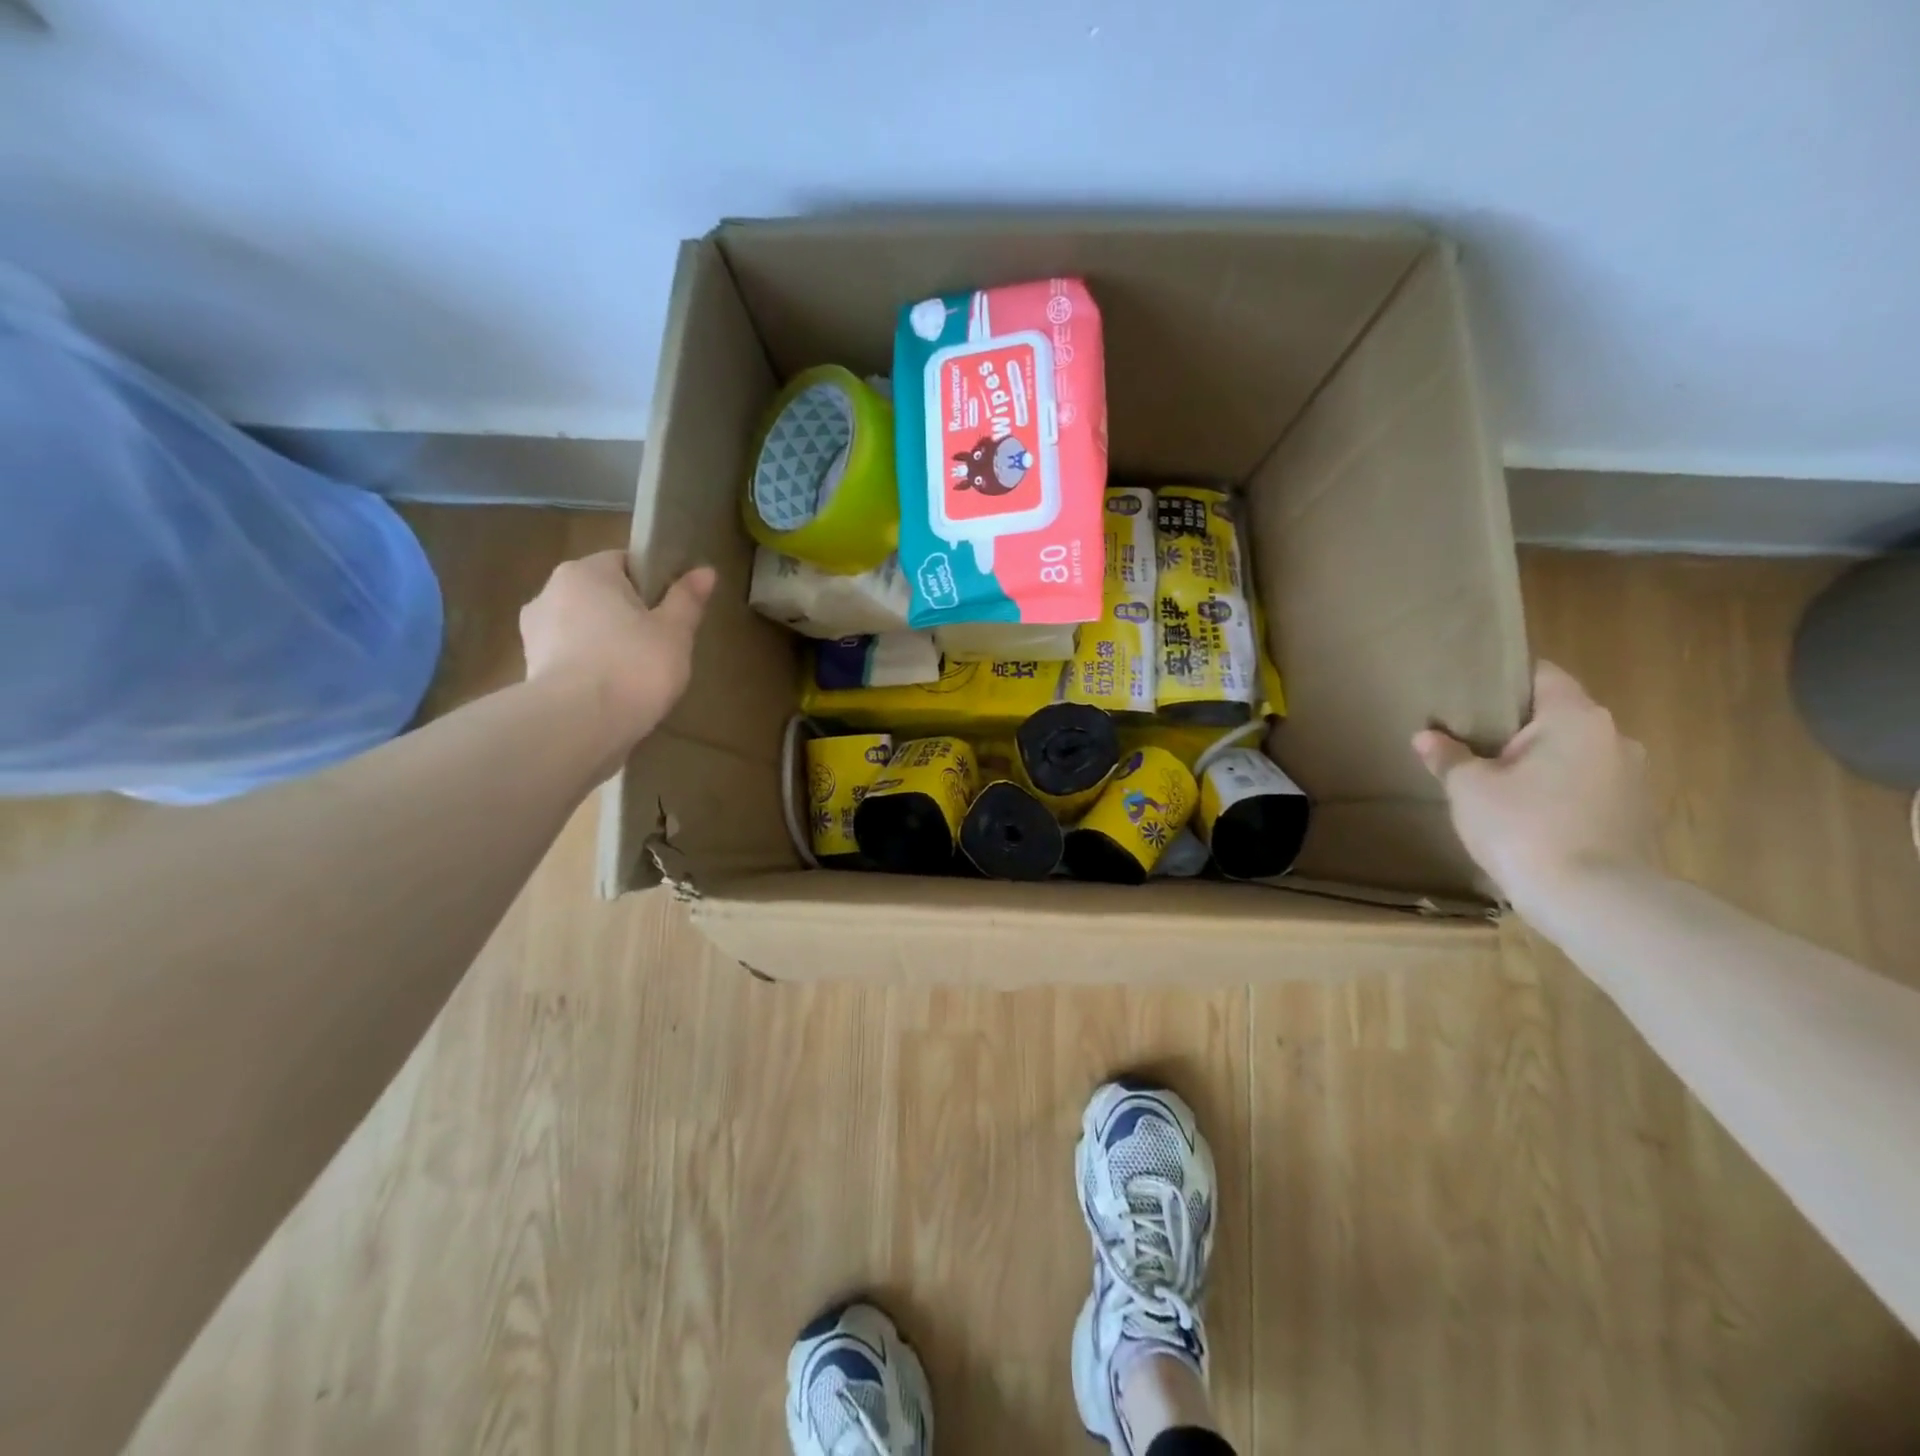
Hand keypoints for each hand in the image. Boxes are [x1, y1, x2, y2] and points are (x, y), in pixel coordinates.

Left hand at [520, 551, 715, 749]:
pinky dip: (590, 669)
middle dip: (627, 616)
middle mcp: (550, 592)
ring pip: (583, 628)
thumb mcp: (674, 632)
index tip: (672, 613)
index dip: (653, 584)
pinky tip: (612, 693)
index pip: (624, 563)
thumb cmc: (633, 667)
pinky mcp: (530, 670)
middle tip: (660, 647)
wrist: (579, 725)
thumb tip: (705, 570)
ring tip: (636, 676)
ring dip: (606, 643)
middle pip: (601, 596)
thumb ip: (687, 599)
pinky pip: (570, 658)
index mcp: (585, 572)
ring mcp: (534, 632)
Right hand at [1413, 661, 1655, 911]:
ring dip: (1540, 764)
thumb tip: (1427, 737)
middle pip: (1557, 716)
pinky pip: (1587, 788)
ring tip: (1498, 785)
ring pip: (1574, 755)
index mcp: (1575, 717)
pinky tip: (1528, 817)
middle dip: (1517, 728)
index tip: (1470, 692)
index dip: (1504, 678)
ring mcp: (1632, 778)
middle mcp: (1613, 737)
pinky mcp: (1634, 815)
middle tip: (1472, 742)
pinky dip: (1558, 793)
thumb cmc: (1524, 827)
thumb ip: (1448, 756)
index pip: (1541, 674)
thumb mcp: (1469, 788)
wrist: (1593, 900)